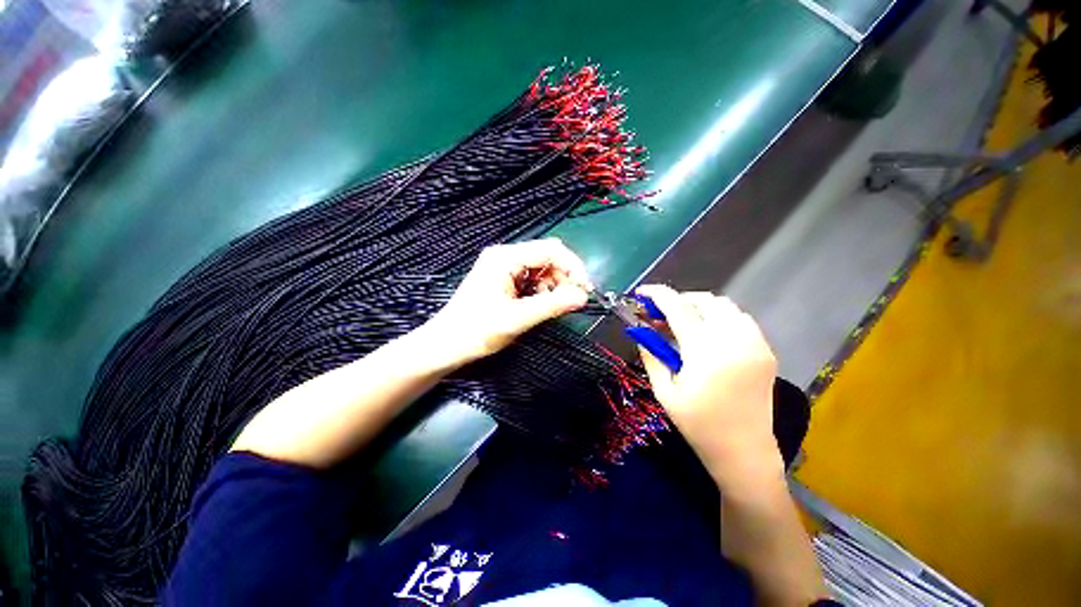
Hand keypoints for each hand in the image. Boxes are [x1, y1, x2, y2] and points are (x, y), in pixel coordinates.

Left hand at [426, 238, 591, 364]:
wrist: (446, 346)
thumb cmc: (476, 330)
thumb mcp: (517, 318)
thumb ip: (552, 305)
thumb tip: (583, 297)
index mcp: (505, 257)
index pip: (550, 250)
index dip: (572, 266)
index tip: (585, 288)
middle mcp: (505, 257)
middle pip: (546, 258)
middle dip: (563, 277)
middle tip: (571, 301)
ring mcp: (503, 269)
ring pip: (541, 270)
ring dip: (553, 286)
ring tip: (552, 307)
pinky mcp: (504, 282)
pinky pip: (532, 281)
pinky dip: (542, 292)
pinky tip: (539, 306)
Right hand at [635, 285, 782, 489]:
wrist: (744, 452)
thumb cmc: (698, 425)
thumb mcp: (664, 391)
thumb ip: (651, 354)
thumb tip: (640, 330)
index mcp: (705, 351)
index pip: (678, 307)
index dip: (656, 295)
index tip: (641, 293)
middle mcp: (734, 340)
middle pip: (703, 300)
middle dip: (678, 300)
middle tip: (661, 315)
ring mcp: (755, 344)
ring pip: (725, 305)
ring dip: (699, 306)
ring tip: (683, 323)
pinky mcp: (766, 351)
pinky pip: (740, 319)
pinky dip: (719, 317)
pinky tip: (708, 334)